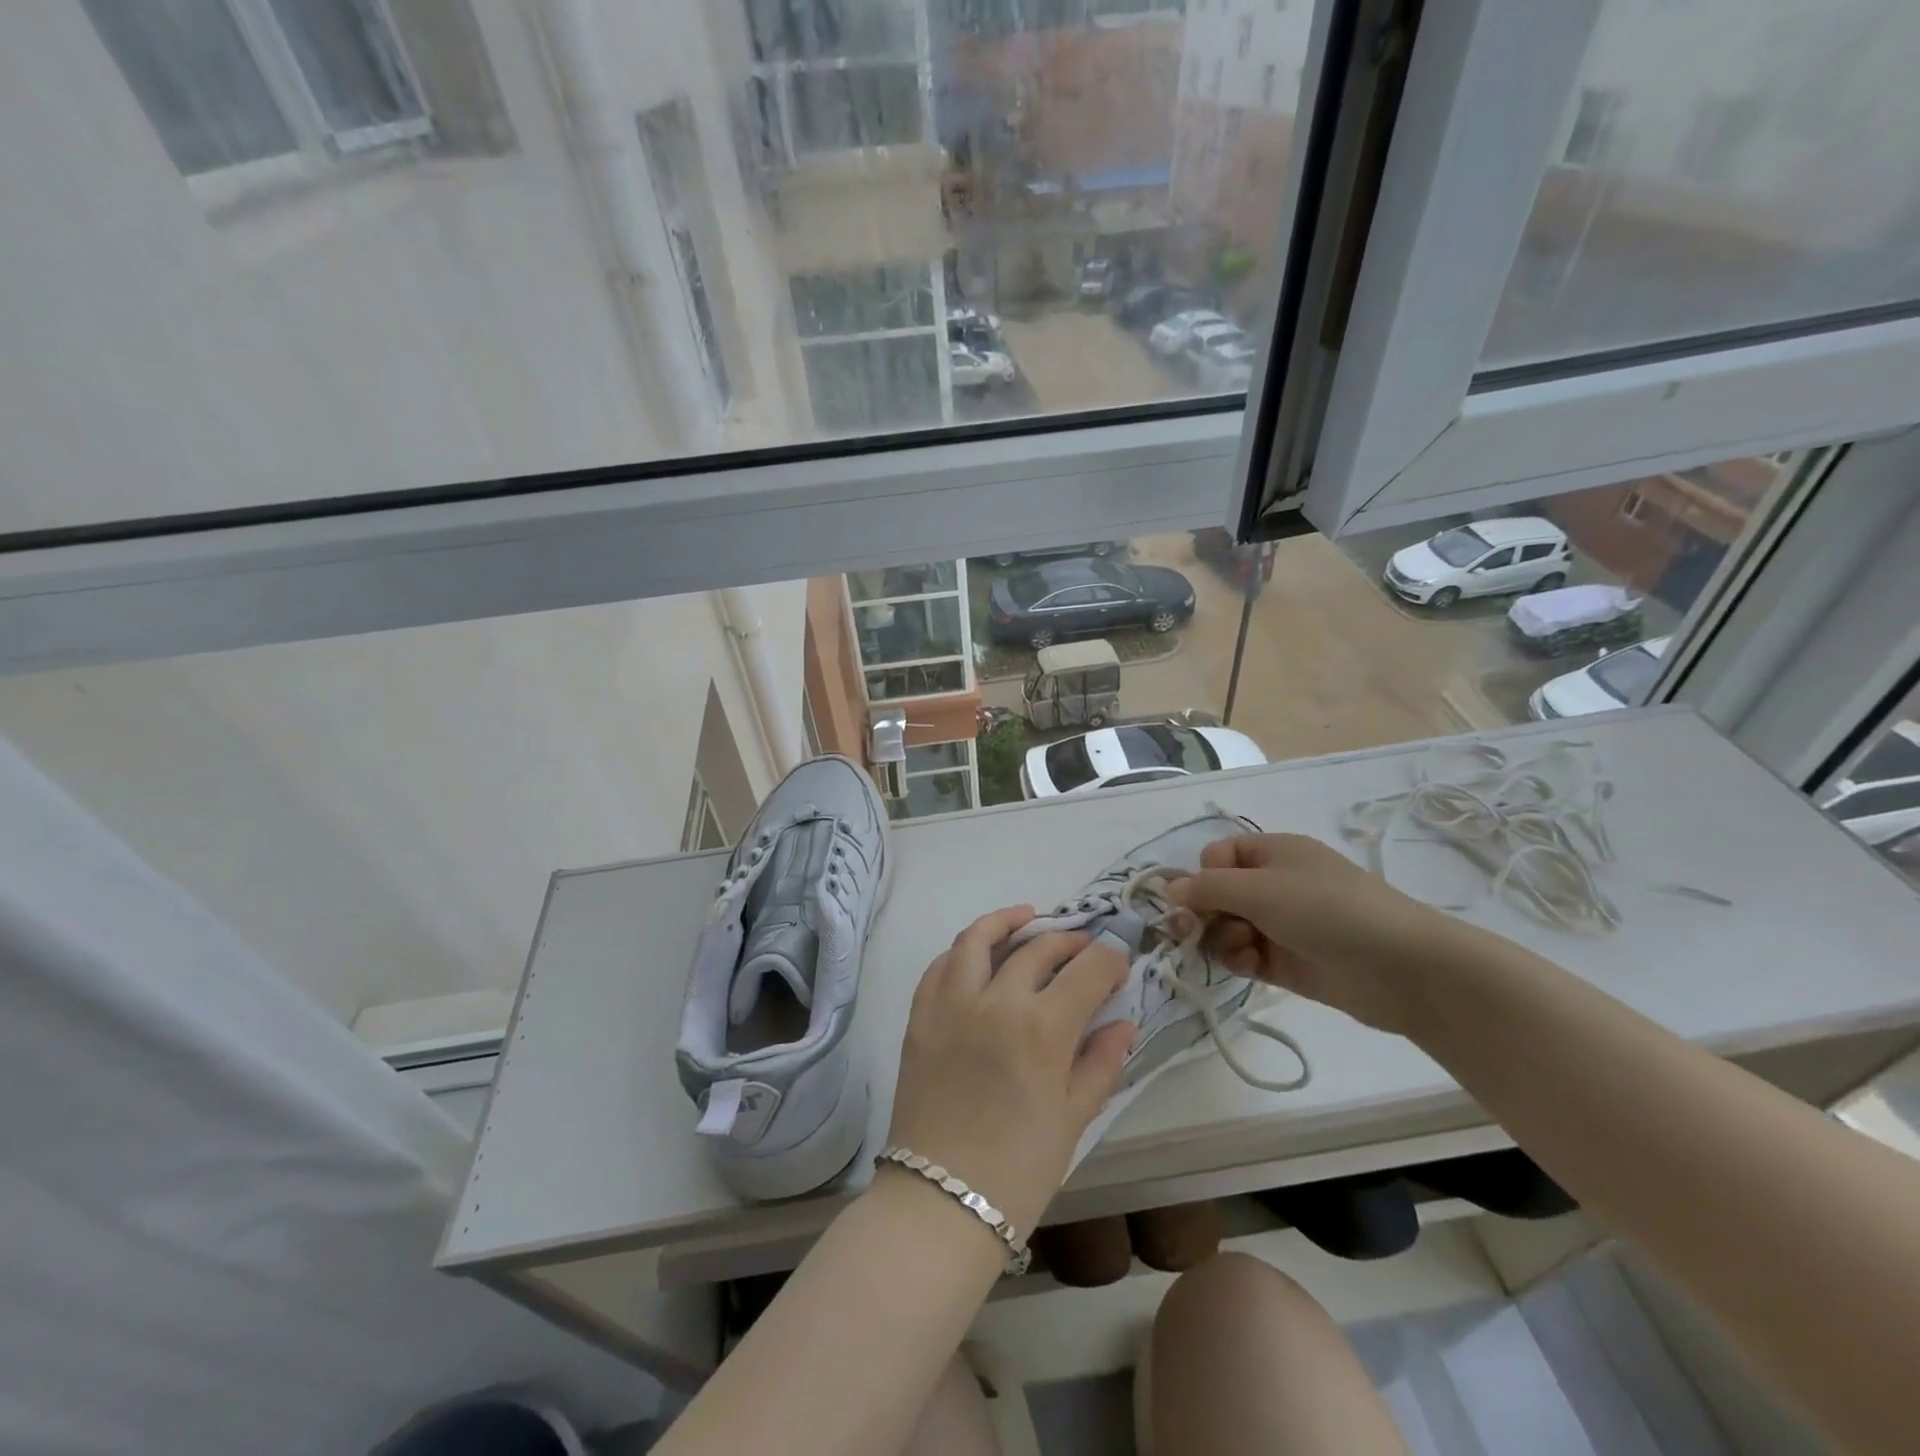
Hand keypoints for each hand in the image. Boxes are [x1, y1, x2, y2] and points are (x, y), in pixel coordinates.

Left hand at [884, 906, 1134, 1236]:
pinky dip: (964, 951)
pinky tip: (979, 954)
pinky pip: (941, 965)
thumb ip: (1101, 1062)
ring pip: (979, 938)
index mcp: (1043, 1028)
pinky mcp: (920, 1014)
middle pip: (1039, 947)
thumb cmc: (1019, 1169)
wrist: (940, 1201)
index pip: (1088, 969)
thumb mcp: (1074, 1119)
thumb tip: (1123, 1022)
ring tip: (1028, 918)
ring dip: (1008, 921)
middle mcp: (997, 1000)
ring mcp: (952, 1002)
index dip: (1110, 959)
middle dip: (1070, 940)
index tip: (1119, 961)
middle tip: (1085, 947)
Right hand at [1166, 833, 1445, 1034]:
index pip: (1218, 856)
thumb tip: (1168, 889)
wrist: (1399, 967)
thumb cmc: (1326, 910)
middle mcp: (1274, 885)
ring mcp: (1280, 924)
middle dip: (1204, 911)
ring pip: (1227, 927)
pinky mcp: (1287, 961)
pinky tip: (1249, 966)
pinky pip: (1245, 955)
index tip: (1198, 897)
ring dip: (1221, 938)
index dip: (1202, 875)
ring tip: (1242, 949)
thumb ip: (1207, 888)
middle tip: (1193, 931)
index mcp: (1273, 853)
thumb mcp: (1260, 889)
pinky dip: (1239, 959)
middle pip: (1218, 894)